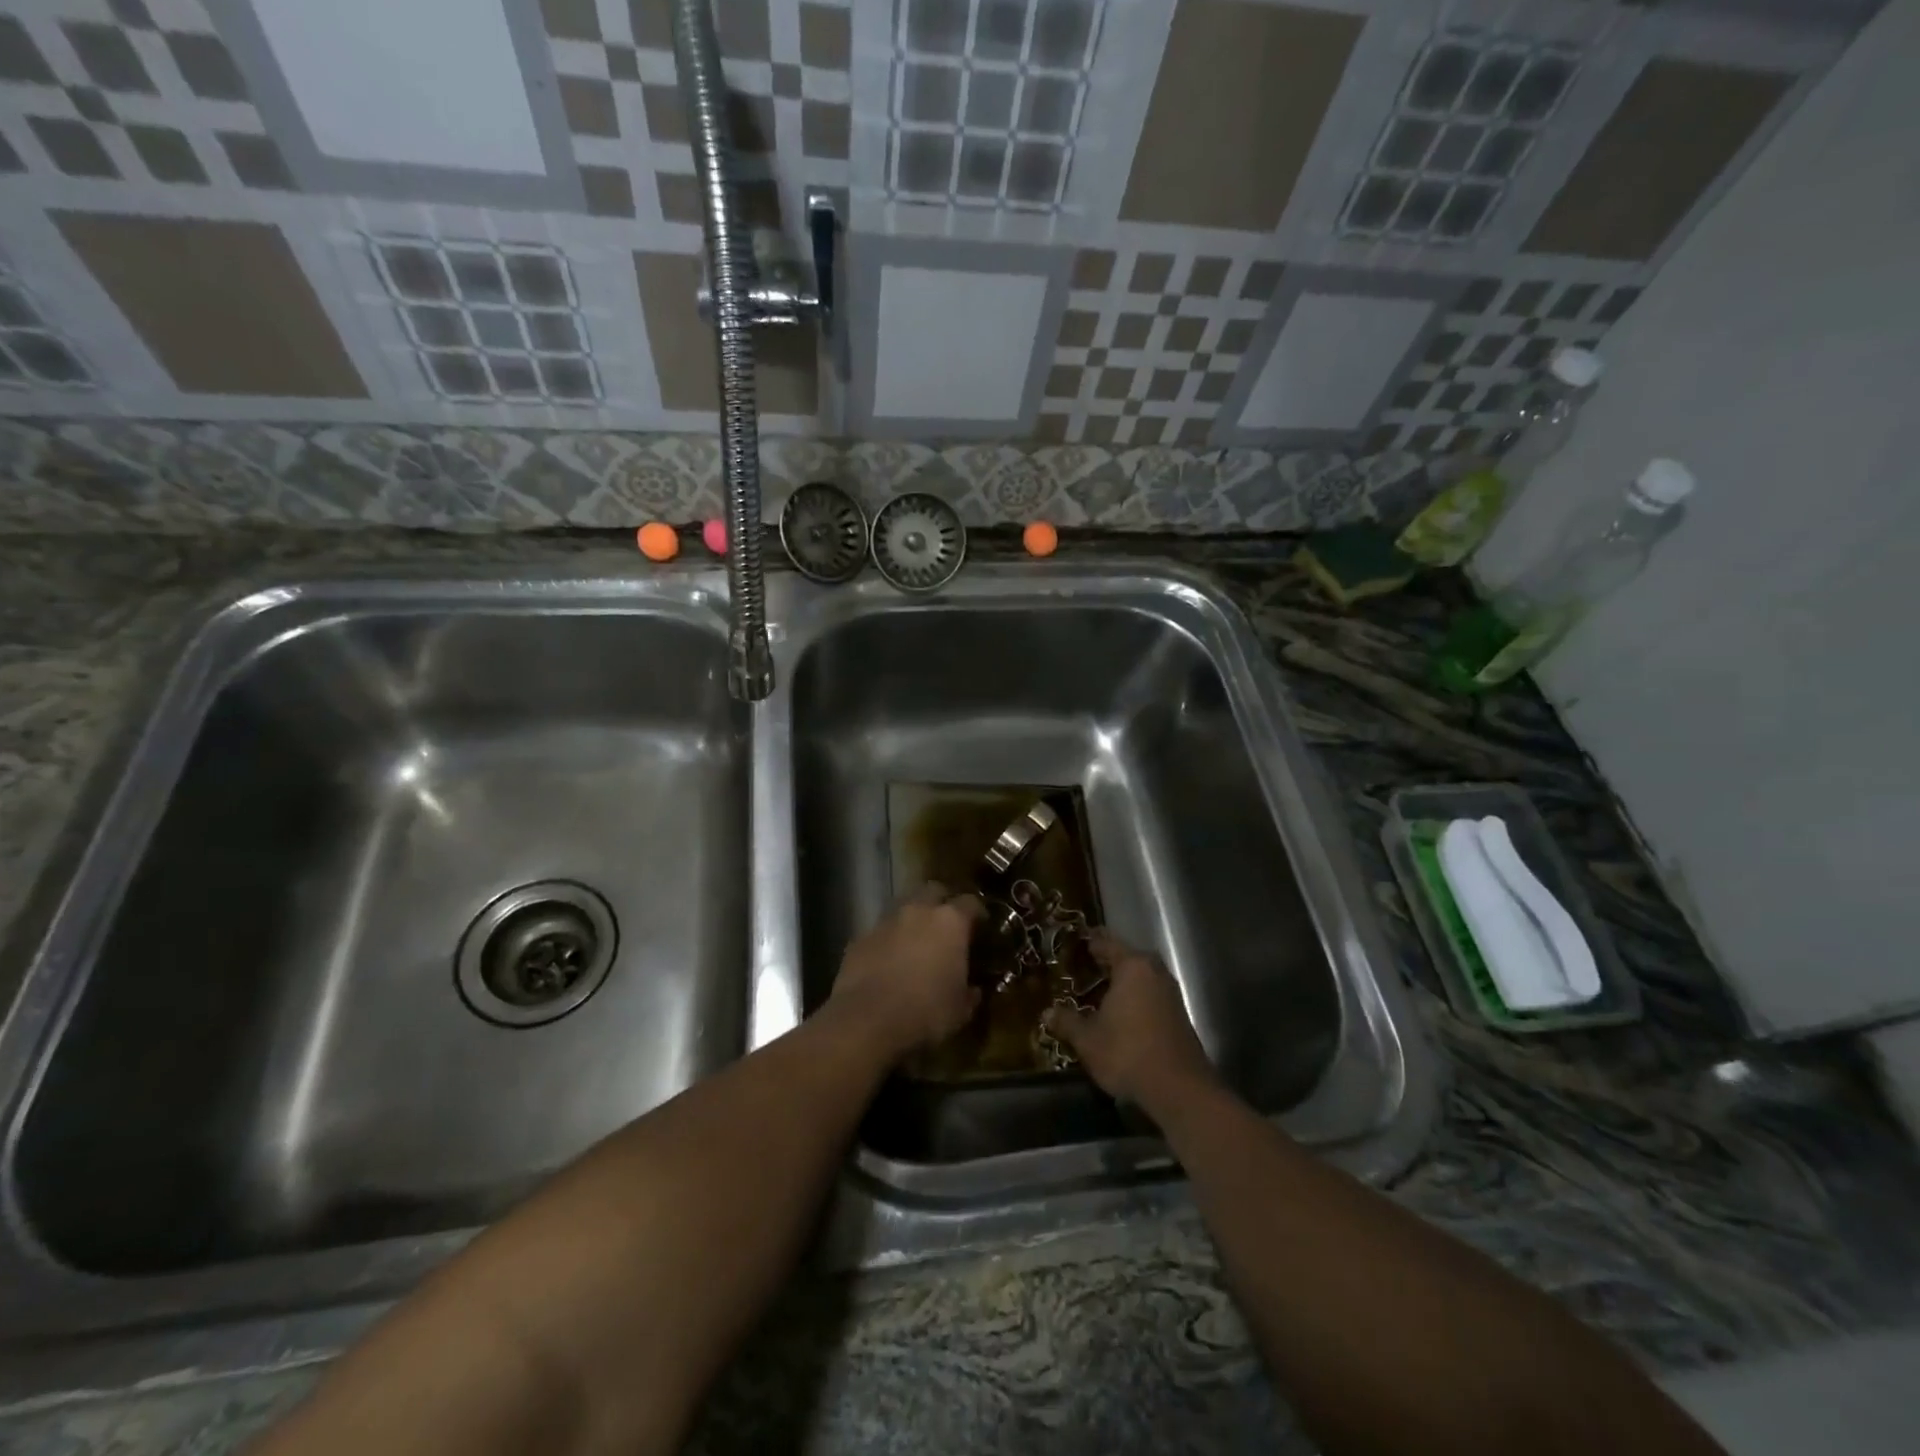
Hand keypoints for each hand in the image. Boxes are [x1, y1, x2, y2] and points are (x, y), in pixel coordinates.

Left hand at [830, 883, 982, 1061]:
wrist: (868, 1021)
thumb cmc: (926, 1012)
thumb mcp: (960, 1009)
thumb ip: (969, 993)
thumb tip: (973, 990)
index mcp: (950, 922)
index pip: (970, 902)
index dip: (977, 912)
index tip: (981, 926)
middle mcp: (918, 911)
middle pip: (934, 890)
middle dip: (942, 902)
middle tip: (947, 924)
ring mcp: (886, 921)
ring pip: (904, 906)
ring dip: (913, 918)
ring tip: (917, 941)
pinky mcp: (861, 937)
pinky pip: (881, 930)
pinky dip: (889, 939)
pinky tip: (889, 960)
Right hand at [1044, 931, 1216, 1109]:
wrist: (1179, 1089)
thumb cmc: (1127, 1052)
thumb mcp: (1088, 1039)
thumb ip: (1067, 1021)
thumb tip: (1047, 1013)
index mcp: (1132, 966)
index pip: (1107, 942)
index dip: (1089, 942)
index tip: (1073, 943)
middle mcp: (1154, 972)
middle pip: (1126, 958)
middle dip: (1104, 962)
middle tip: (1080, 968)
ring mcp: (1170, 993)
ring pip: (1140, 977)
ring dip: (1120, 982)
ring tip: (1095, 991)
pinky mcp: (1178, 1014)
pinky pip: (1150, 994)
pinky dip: (1133, 997)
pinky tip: (1118, 1013)